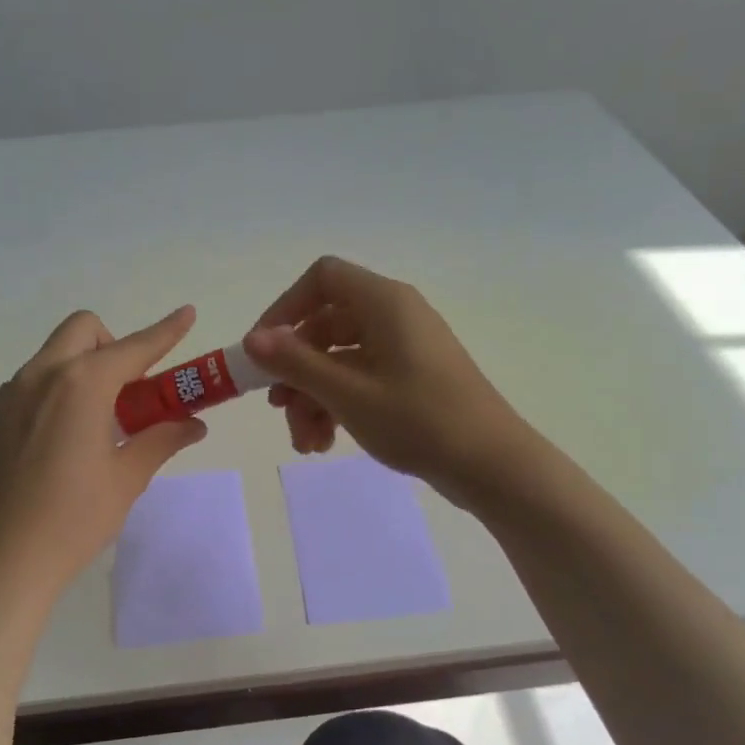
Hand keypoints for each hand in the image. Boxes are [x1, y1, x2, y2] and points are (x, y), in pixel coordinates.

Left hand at [0, 306, 206, 593]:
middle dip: (113, 346)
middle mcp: (39, 377)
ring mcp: (7, 397)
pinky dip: (53, 395)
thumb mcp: (127, 478)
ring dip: (82, 370)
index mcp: (81, 385)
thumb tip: (192, 423)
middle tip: (130, 392)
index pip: (134, 347)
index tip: (187, 314)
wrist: (2, 561)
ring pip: (51, 357)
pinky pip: (28, 388)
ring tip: (94, 424)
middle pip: (82, 331)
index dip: (165, 331)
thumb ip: (161, 439)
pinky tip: (58, 445)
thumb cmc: (74, 519)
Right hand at [243, 257, 541, 508]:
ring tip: (306, 443)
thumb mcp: (348, 393)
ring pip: (339, 359)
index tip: (263, 350)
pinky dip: (338, 405)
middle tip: (277, 409)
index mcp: (384, 303)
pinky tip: (325, 443)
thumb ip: (296, 363)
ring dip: (313, 397)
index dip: (285, 308)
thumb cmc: (419, 420)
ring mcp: (404, 348)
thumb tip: (252, 339)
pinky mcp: (411, 377)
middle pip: (325, 326)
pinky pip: (361, 379)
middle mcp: (394, 316)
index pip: (322, 278)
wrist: (491, 465)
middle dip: (296, 370)